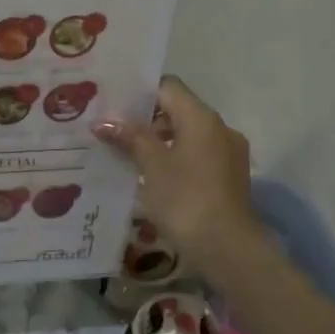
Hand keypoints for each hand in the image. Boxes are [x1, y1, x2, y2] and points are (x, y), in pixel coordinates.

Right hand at [93, 77, 259, 266]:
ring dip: (161, 140)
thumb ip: (130, 138)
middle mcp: (220, 128)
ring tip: (129, 155)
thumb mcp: (152, 166)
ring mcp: (229, 153)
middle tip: (114, 130)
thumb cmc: (184, 199)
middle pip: (179, 110)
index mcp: (201, 117)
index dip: (140, 92)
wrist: (226, 246)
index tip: (114, 104)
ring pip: (189, 134)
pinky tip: (154, 175)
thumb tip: (104, 121)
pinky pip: (199, 155)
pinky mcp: (230, 176)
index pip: (168, 87)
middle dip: (147, 119)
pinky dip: (176, 157)